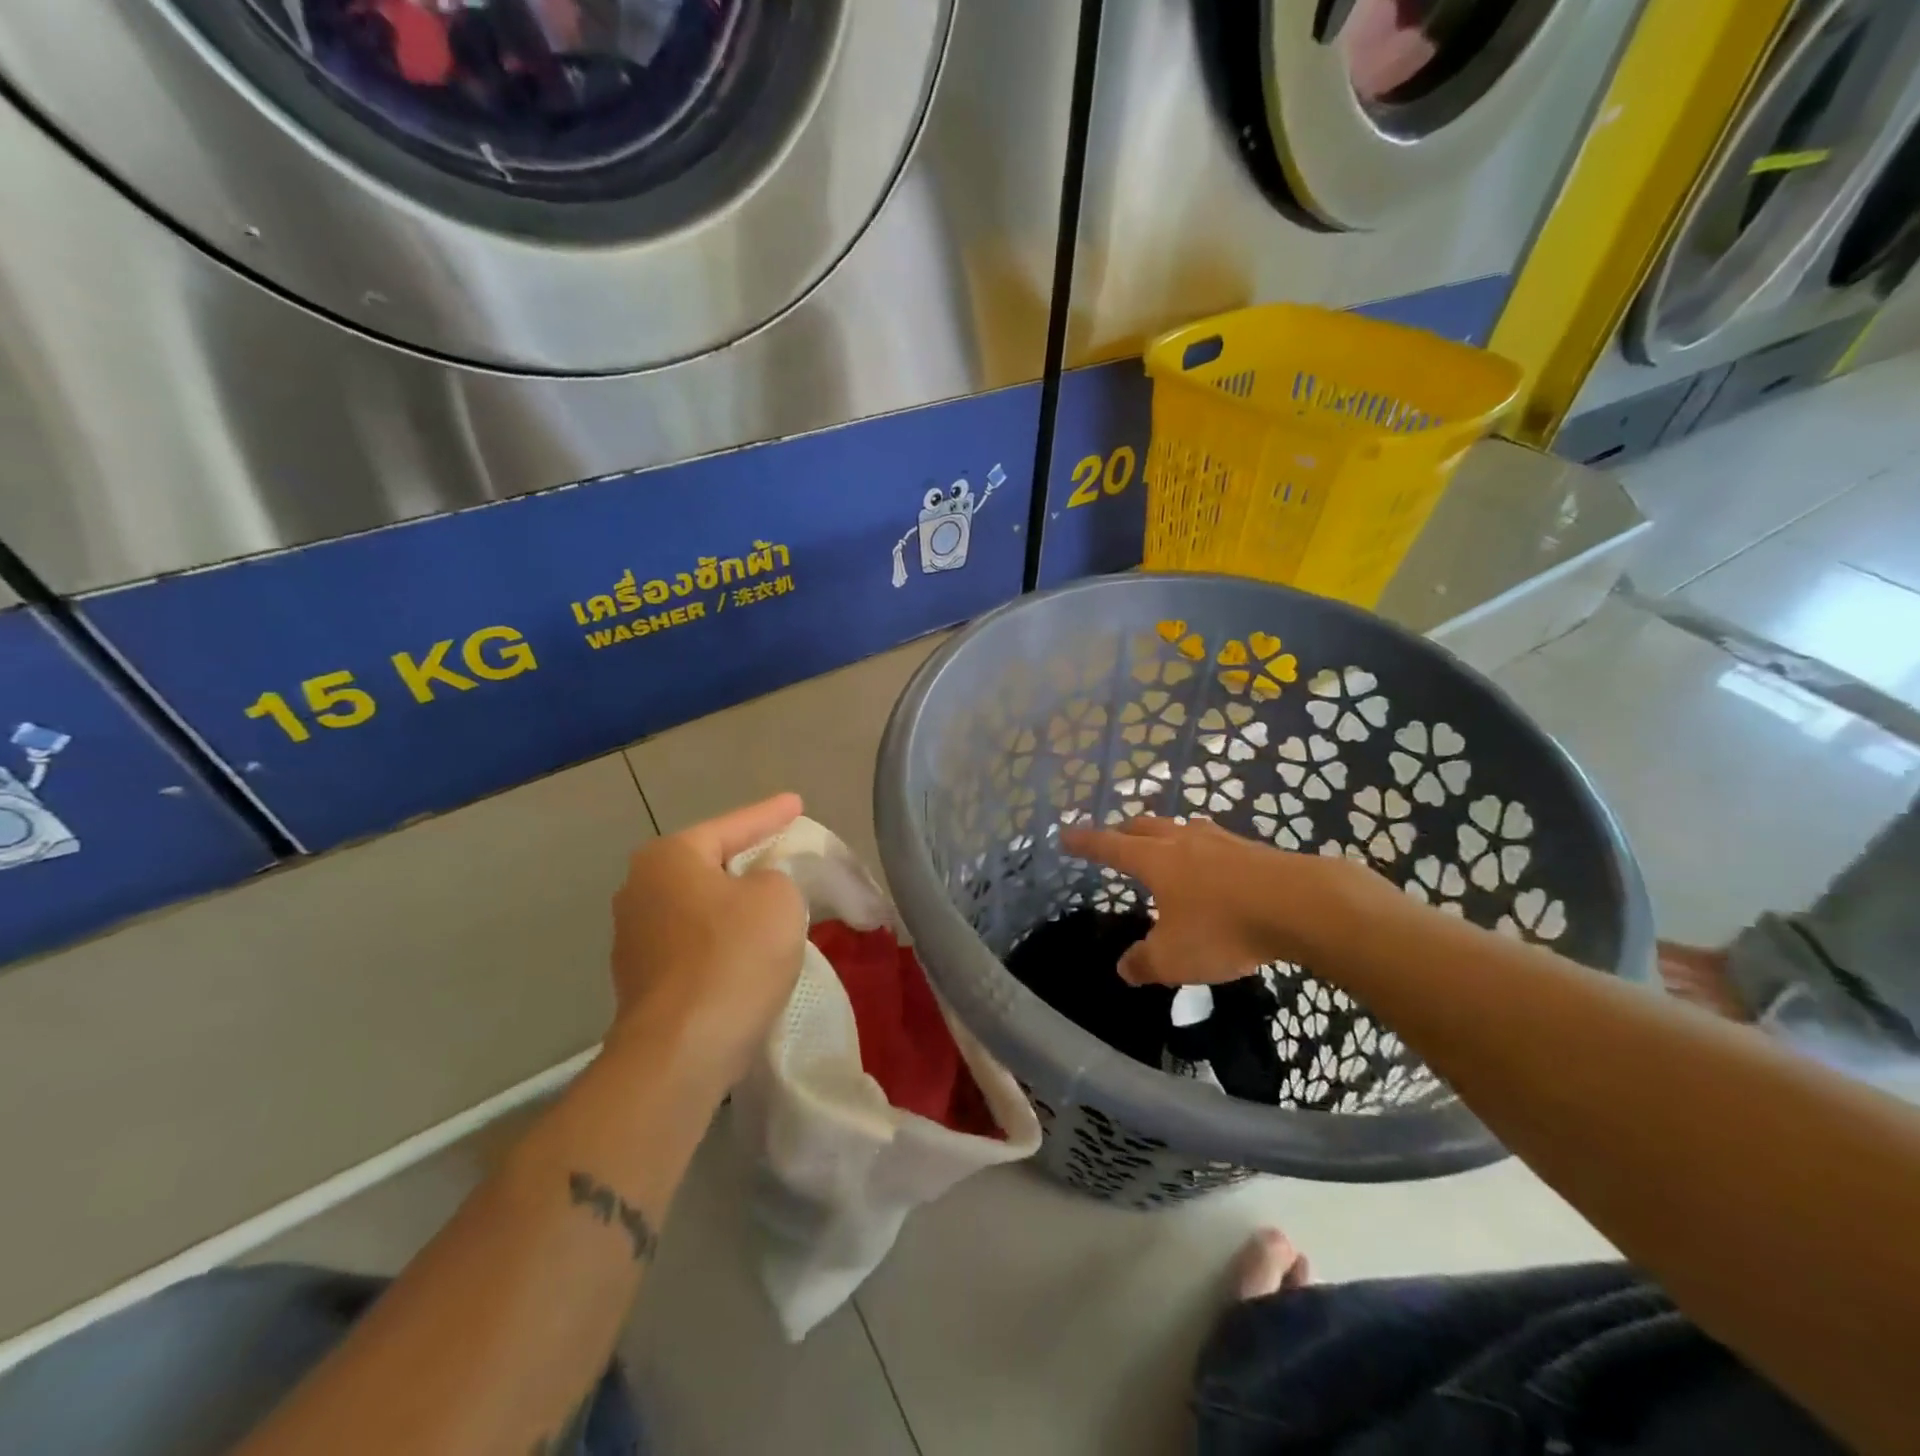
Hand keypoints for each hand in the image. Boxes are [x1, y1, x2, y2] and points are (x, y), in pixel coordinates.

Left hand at [607, 794, 808, 1088]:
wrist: (681, 1052)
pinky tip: (745, 952)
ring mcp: (633, 938)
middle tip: (781, 851)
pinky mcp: (641, 981)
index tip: (796, 803)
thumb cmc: (734, 957)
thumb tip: (754, 892)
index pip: (732, 826)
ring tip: (769, 904)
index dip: (770, 814)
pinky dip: (721, 941)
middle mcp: (640, 889)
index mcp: (669, 858)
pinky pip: (693, 943)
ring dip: (732, 905)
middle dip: (745, 859)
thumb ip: (773, 878)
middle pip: (708, 864)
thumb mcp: (778, 898)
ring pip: (699, 907)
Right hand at [1060, 816, 1387, 984]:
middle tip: (1114, 840)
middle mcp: (1183, 841)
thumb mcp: (1174, 958)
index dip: (1086, 842)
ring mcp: (1222, 841)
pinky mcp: (1255, 850)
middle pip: (1145, 826)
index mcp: (1156, 860)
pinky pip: (1216, 843)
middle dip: (1124, 832)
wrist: (1302, 905)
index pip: (1110, 846)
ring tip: (1165, 847)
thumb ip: (1144, 963)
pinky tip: (1215, 867)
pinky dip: (1202, 850)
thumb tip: (1123, 968)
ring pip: (1183, 829)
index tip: (1066, 836)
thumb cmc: (1224, 928)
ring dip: (1166, 835)